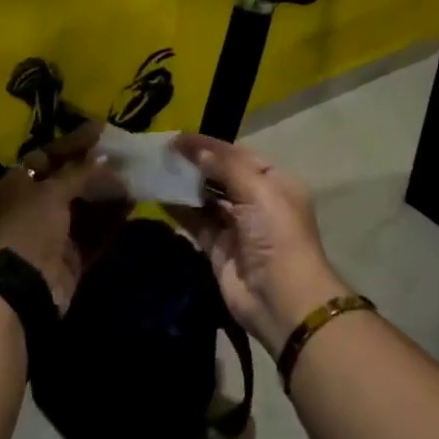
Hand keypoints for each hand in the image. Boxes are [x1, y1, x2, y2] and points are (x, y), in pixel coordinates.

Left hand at [0, 123, 128, 312]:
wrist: (23, 286)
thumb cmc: (30, 227)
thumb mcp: (52, 191)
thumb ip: (81, 172)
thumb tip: (107, 159)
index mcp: (19, 183)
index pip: (49, 155)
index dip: (75, 142)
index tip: (103, 130)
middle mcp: (35, 205)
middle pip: (70, 180)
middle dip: (98, 169)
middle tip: (127, 154)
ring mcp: (54, 232)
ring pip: (87, 206)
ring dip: (110, 192)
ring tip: (137, 175)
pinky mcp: (72, 256)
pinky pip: (96, 231)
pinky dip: (113, 218)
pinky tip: (134, 203)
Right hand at [167, 135, 350, 348]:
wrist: (282, 300)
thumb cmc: (277, 237)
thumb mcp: (258, 192)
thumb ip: (226, 167)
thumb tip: (196, 150)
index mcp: (276, 183)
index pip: (239, 155)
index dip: (210, 145)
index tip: (177, 138)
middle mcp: (257, 202)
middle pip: (222, 176)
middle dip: (196, 164)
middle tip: (162, 152)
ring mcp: (237, 227)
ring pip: (207, 199)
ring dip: (185, 185)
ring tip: (156, 169)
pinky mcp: (219, 249)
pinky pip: (196, 223)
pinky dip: (179, 210)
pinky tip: (158, 196)